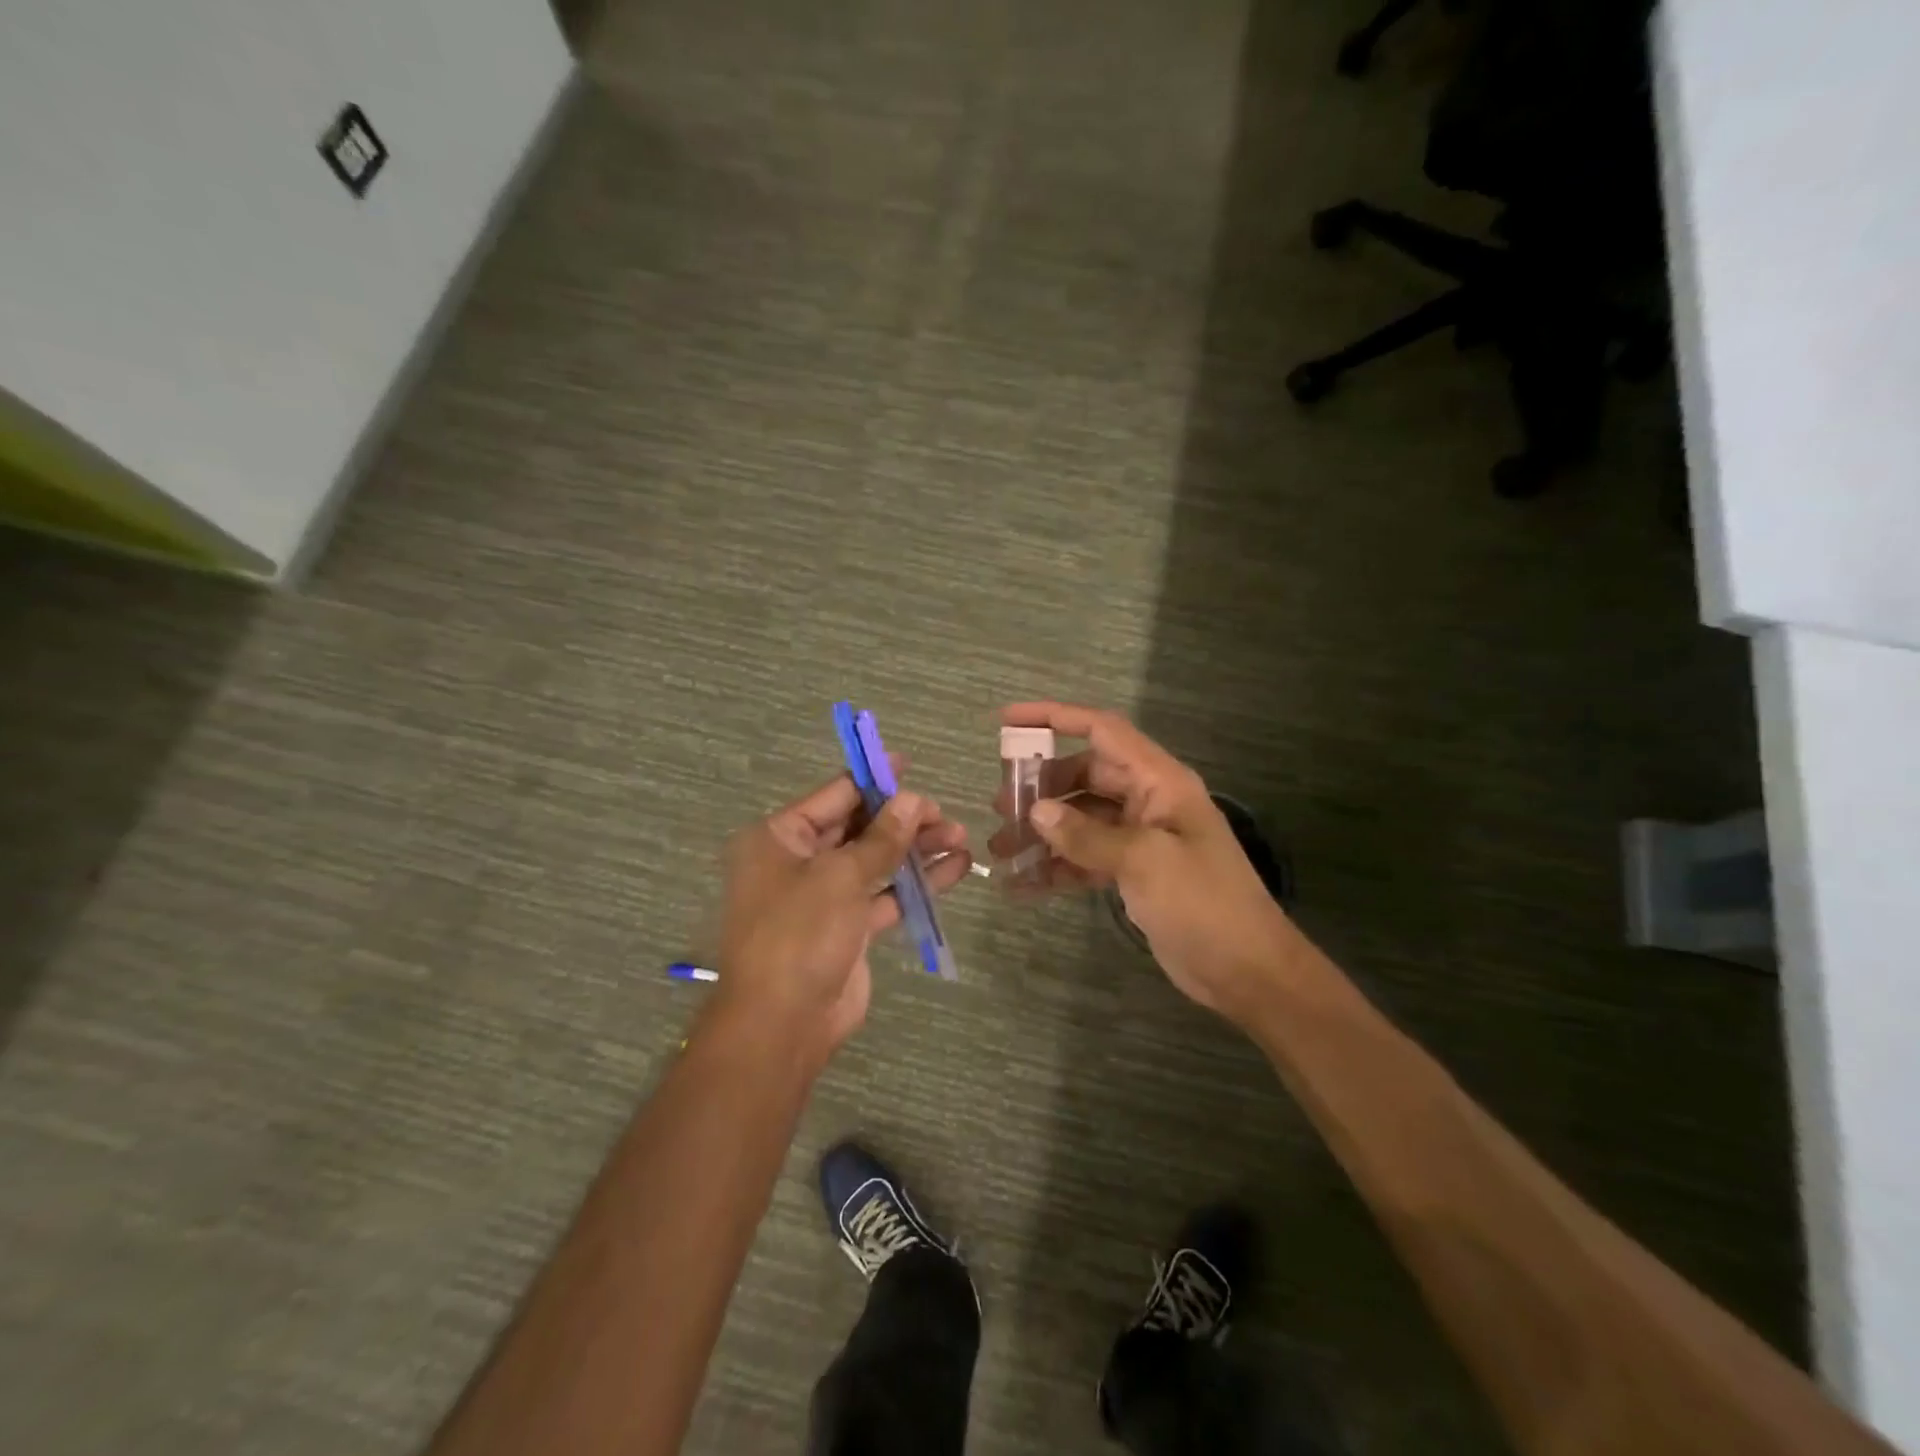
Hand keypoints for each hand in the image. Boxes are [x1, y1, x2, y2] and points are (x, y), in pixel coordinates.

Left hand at [715, 769, 971, 1062]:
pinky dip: (916, 885)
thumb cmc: (800, 934)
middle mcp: (798, 861)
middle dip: (903, 820)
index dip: (873, 780)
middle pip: (858, 828)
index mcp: (779, 838)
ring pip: (875, 862)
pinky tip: (955, 870)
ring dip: (916, 850)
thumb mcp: (841, 876)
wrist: (783, 1024)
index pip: (834, 796)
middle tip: (945, 816)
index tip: (909, 767)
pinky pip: (884, 895)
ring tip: (960, 838)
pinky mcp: (846, 928)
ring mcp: (823, 896)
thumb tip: (913, 801)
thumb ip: (882, 837)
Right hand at [994, 702, 1295, 1022]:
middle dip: (1040, 789)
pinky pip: (1086, 857)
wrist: (1247, 971)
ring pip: (1080, 820)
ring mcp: (1140, 838)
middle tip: (999, 807)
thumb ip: (1087, 834)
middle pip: (1083, 777)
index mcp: (1160, 781)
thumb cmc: (1203, 904)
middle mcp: (1148, 801)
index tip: (1007, 721)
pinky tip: (1022, 884)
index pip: (1102, 731)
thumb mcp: (1145, 862)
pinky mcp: (1133, 873)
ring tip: (1001, 849)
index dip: (1054, 718)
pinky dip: (1056, 866)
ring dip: (1042, 832)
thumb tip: (1037, 811)